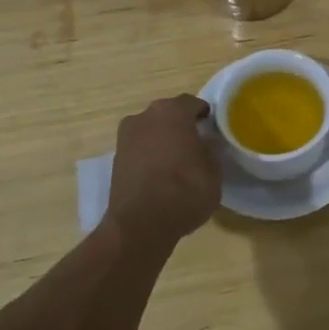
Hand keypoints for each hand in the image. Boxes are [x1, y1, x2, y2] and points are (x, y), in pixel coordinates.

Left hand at [106, 94, 221, 244]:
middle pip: (168, 114)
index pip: (193, 103)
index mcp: (172, 112)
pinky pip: (140, 148)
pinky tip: (160, 174)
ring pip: (151, 130)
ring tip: (177, 161)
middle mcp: (145, 116)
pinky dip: (149, 155)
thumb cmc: (184, 192)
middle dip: (181, 125)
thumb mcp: (213, 172)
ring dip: (163, 140)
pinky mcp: (115, 158)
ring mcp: (126, 137)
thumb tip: (204, 144)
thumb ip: (210, 151)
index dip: (204, 115)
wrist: (140, 225)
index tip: (212, 129)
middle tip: (196, 144)